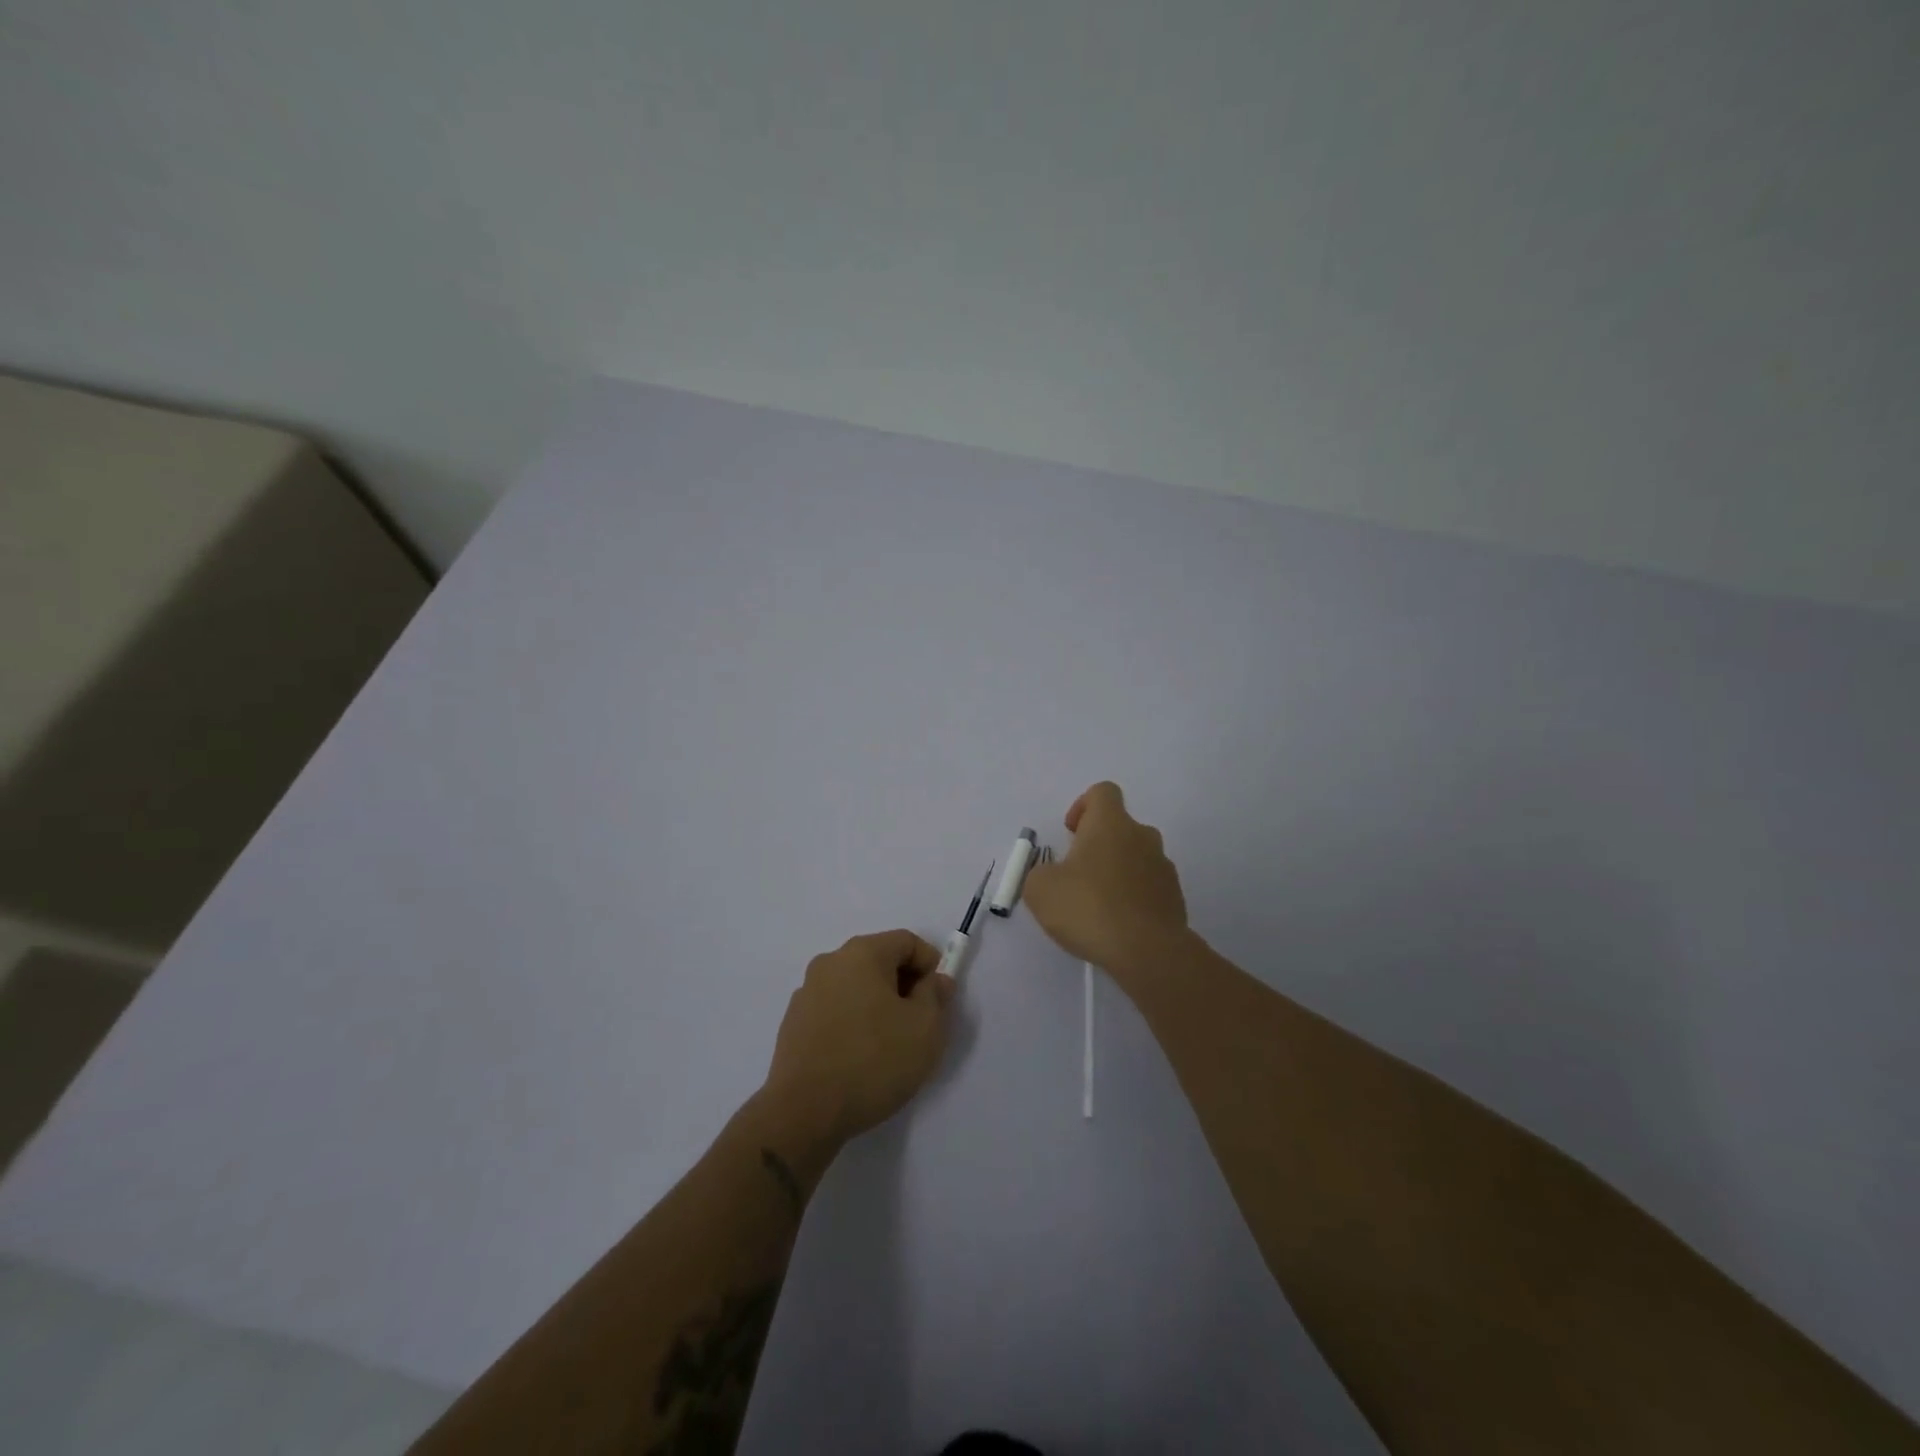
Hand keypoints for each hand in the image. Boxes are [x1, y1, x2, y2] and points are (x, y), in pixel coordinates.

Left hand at [762, 930, 954, 1144]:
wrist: (803, 1112)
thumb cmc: (873, 1061)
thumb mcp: (925, 1028)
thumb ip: (936, 995)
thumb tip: (935, 980)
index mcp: (862, 953)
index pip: (906, 941)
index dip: (930, 965)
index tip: (940, 999)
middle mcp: (830, 962)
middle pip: (879, 961)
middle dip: (905, 986)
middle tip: (920, 1023)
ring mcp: (806, 993)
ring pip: (856, 987)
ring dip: (878, 1005)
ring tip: (890, 1045)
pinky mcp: (794, 1023)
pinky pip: (835, 1010)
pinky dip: (853, 1022)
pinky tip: (860, 1057)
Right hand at [1022, 781, 1189, 987]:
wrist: (1148, 952)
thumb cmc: (1089, 908)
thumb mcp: (1040, 890)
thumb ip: (1040, 873)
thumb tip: (1052, 874)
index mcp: (1111, 823)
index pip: (1103, 792)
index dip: (1083, 806)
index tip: (1071, 833)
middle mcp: (1142, 835)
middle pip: (1120, 826)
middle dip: (1098, 845)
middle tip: (1078, 875)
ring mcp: (1163, 866)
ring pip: (1136, 857)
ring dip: (1117, 871)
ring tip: (1098, 905)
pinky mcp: (1175, 896)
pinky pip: (1149, 886)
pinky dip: (1133, 896)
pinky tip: (1118, 924)